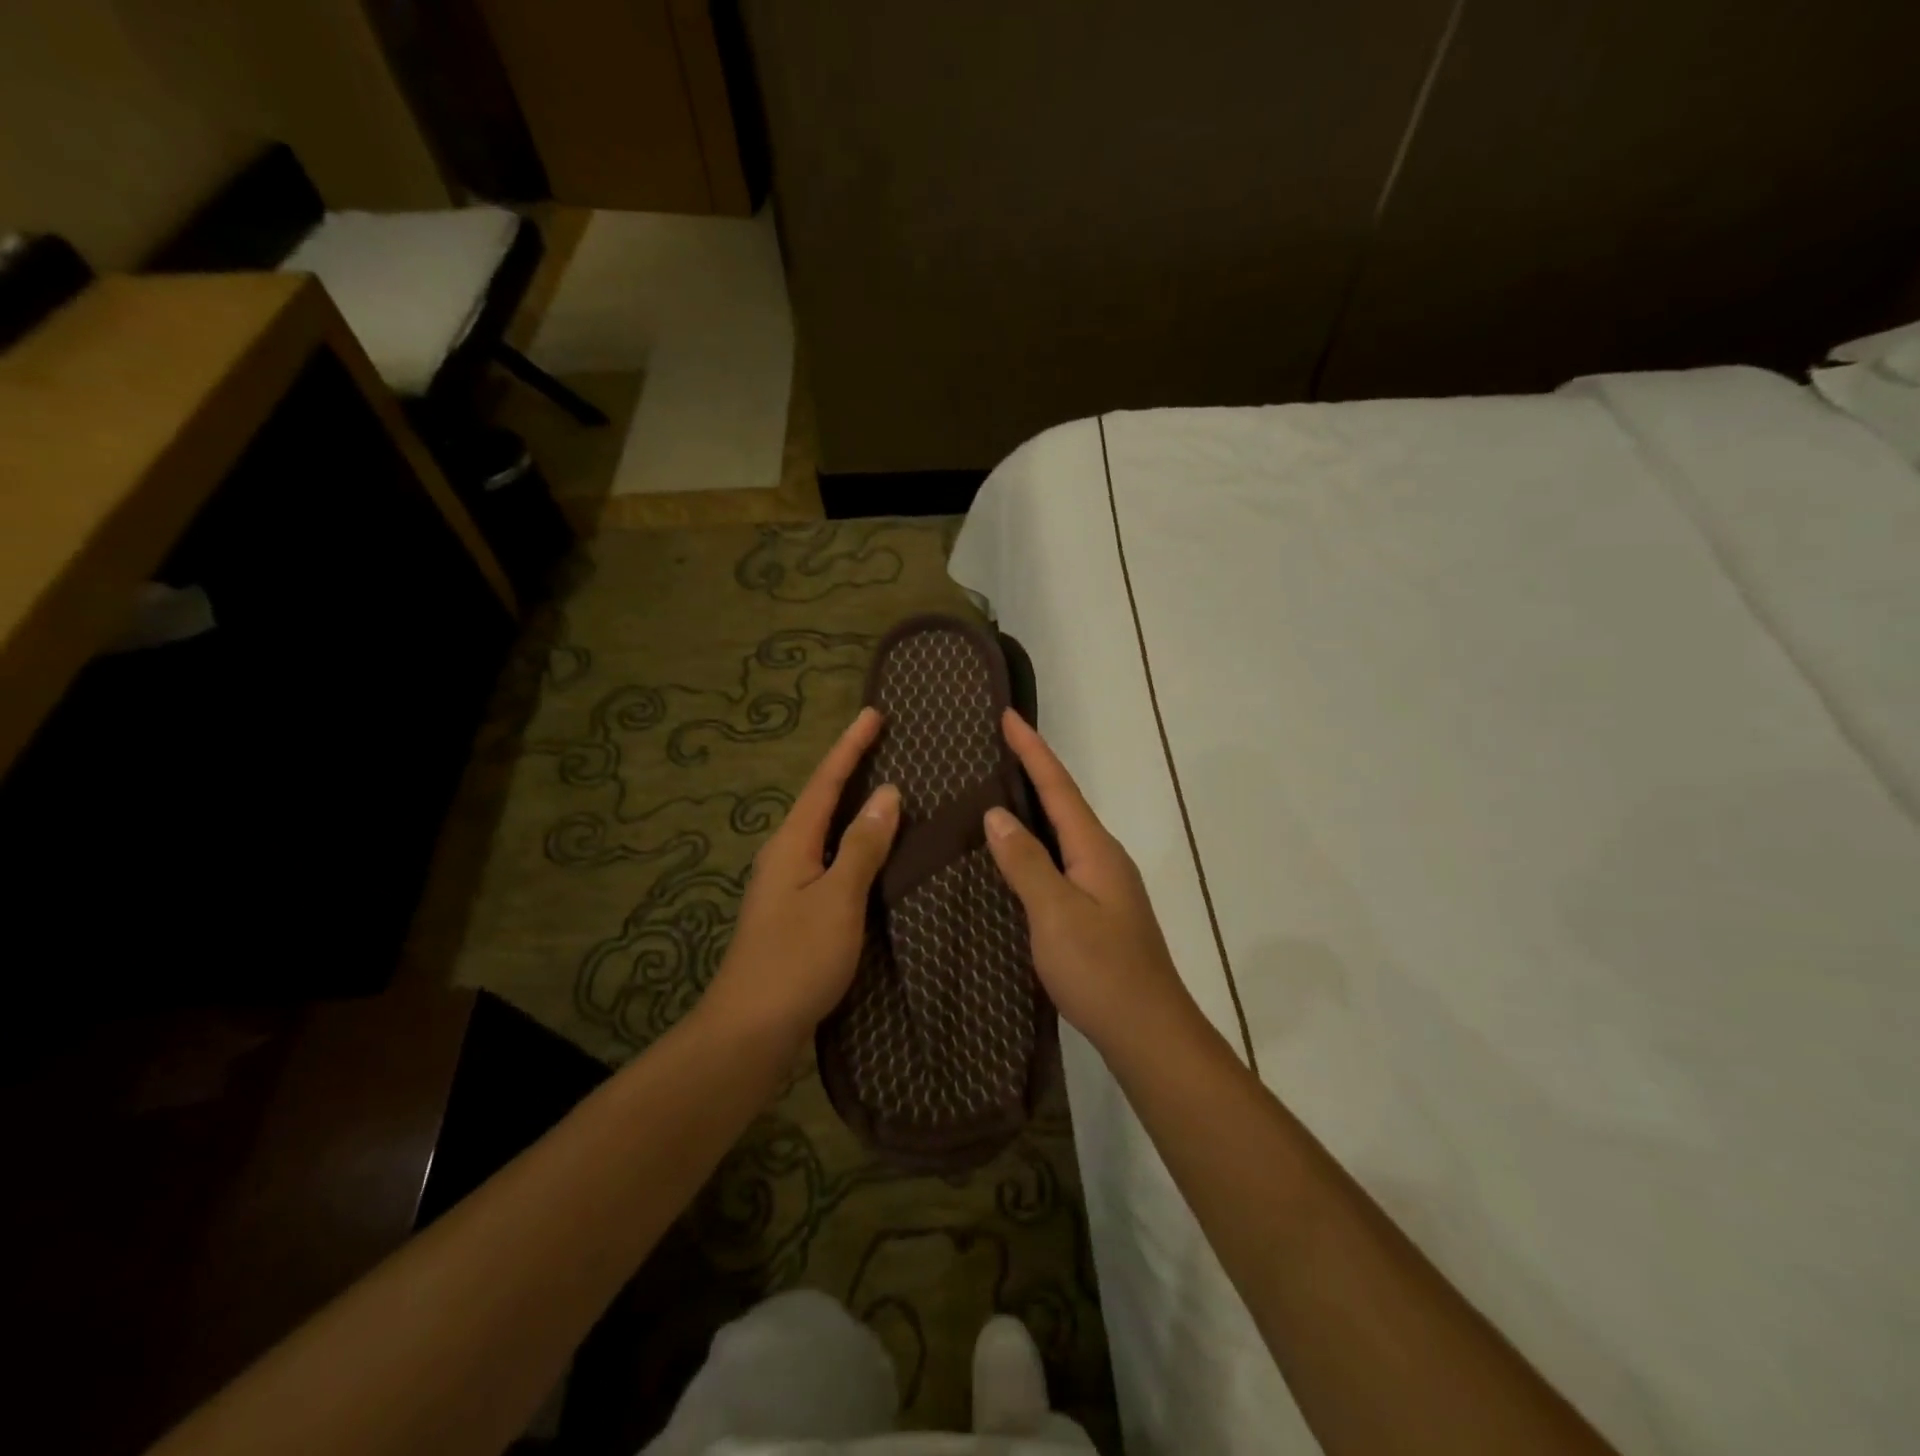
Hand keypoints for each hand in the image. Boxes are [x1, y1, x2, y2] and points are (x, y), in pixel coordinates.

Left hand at [701, 707, 900, 1049]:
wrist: (750, 1030)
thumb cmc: (796, 959)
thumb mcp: (838, 899)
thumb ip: (863, 846)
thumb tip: (888, 795)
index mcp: (792, 843)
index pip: (826, 782)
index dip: (851, 746)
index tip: (874, 713)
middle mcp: (785, 854)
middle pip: (821, 799)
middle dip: (850, 767)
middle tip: (882, 741)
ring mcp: (787, 884)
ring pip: (824, 830)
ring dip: (851, 803)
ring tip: (883, 785)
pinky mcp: (795, 910)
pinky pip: (829, 857)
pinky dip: (852, 840)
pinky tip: (870, 850)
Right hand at [984, 709, 1200, 1061]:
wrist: (1148, 1032)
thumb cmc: (1101, 970)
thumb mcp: (1056, 913)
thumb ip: (1026, 862)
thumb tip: (997, 814)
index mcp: (1095, 850)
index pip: (1058, 787)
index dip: (1032, 750)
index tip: (1008, 714)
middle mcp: (1104, 858)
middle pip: (1065, 803)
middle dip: (1034, 770)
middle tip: (998, 746)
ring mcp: (1104, 886)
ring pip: (1064, 832)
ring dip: (1036, 806)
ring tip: (1001, 790)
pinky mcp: (1099, 911)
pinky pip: (1063, 860)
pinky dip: (1039, 843)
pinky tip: (1020, 855)